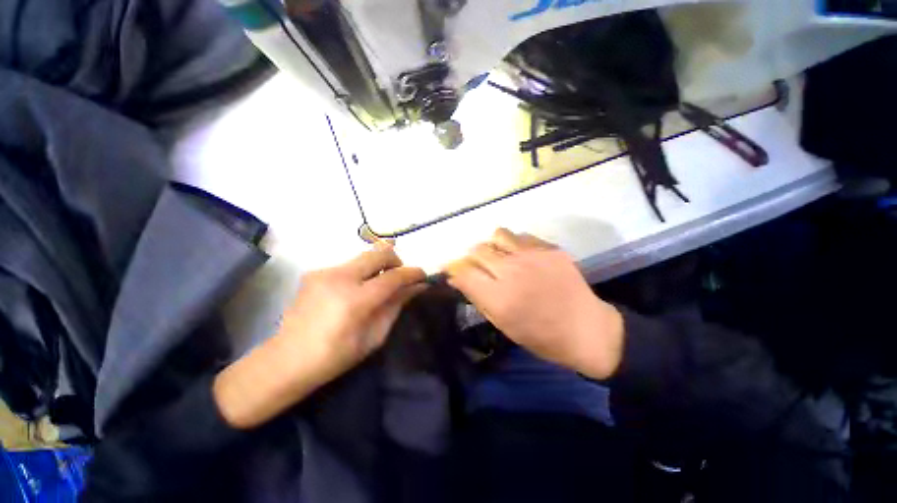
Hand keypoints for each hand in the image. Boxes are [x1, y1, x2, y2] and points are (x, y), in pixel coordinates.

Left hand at [214, 242, 424, 428]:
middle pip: (379, 253)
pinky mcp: (315, 272)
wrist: (286, 360)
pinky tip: (354, 290)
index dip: (413, 273)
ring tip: (376, 285)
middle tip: (399, 276)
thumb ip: (397, 305)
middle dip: (396, 260)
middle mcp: (339, 278)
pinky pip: (349, 264)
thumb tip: (417, 286)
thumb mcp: (375, 336)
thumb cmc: (336, 356)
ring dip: (378, 266)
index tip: (423, 275)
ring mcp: (324, 272)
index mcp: (355, 300)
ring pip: (364, 256)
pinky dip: (360, 272)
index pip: (394, 276)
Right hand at [445, 229, 623, 379]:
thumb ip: (477, 297)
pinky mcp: (550, 248)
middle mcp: (512, 271)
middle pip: (478, 250)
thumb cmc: (540, 336)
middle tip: (478, 267)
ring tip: (500, 257)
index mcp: (499, 297)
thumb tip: (457, 278)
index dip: (453, 268)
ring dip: (493, 246)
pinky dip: (515, 245)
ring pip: (498, 235)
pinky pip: (521, 236)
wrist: (586, 329)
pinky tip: (522, 258)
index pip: (463, 271)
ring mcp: (533, 256)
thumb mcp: (502, 324)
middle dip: (472, 258)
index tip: (452, 270)